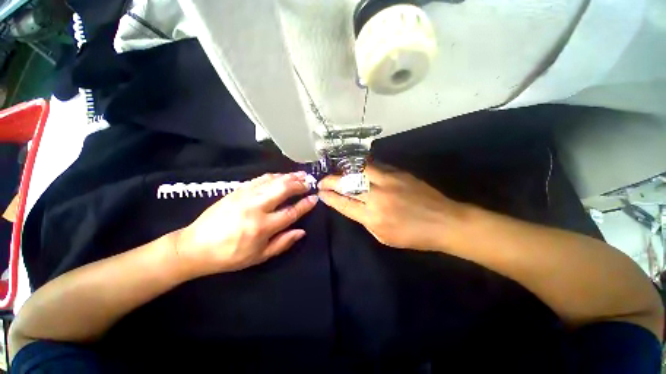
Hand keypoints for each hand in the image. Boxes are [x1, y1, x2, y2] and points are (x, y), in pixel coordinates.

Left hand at [174, 172, 317, 277]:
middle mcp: (256, 208)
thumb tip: (302, 231)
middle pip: (283, 190)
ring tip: (300, 175)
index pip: (291, 212)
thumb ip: (283, 243)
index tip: (314, 198)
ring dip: (289, 176)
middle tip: (309, 182)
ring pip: (273, 181)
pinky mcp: (237, 190)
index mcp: (262, 227)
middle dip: (299, 184)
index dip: (305, 204)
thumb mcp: (259, 256)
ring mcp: (245, 196)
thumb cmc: (230, 255)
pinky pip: (260, 178)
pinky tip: (281, 175)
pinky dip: (274, 175)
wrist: (195, 246)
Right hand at [318, 165, 464, 249]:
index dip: (329, 197)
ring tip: (339, 172)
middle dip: (331, 181)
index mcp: (373, 217)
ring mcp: (388, 181)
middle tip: (323, 181)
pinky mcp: (398, 173)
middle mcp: (377, 197)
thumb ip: (366, 220)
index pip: (343, 203)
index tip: (320, 192)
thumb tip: (355, 206)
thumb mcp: (384, 237)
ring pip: (360, 170)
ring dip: (346, 171)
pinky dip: (363, 168)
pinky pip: (375, 167)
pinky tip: (358, 169)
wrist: (445, 222)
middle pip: (348, 184)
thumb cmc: (414, 236)